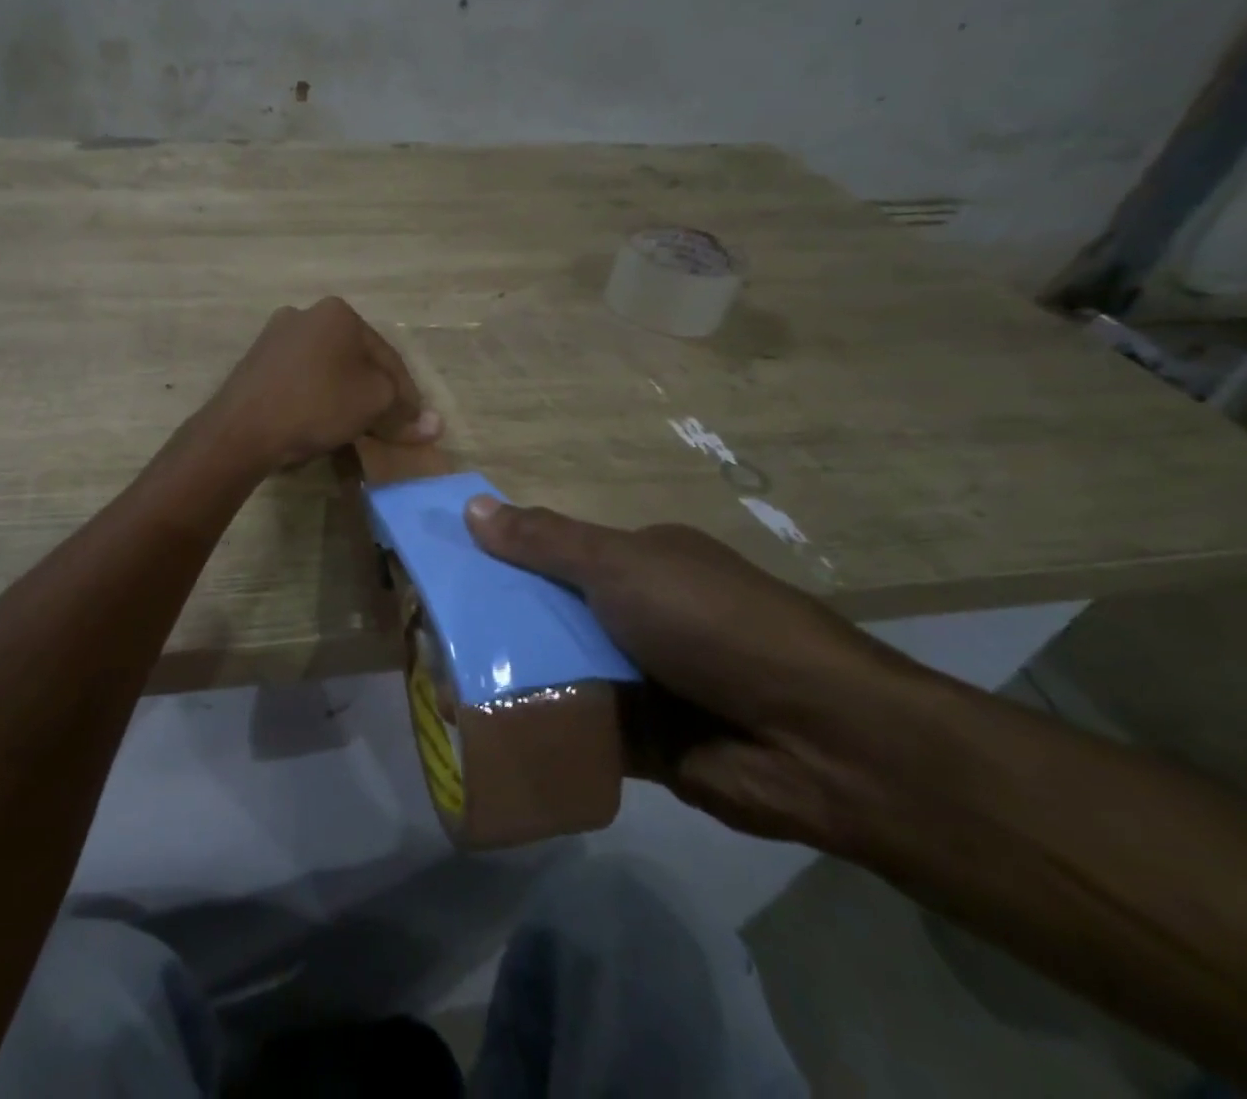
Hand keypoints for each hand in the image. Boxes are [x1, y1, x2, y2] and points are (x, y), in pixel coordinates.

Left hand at [208, 299, 440, 472]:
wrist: (242, 428)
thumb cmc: (316, 404)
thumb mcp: (373, 404)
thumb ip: (404, 411)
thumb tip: (436, 426)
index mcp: (338, 312)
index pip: (387, 357)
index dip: (407, 395)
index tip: (415, 425)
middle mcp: (305, 315)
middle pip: (356, 361)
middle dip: (375, 395)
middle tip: (388, 428)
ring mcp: (275, 338)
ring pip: (327, 371)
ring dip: (346, 398)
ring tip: (357, 430)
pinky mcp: (255, 364)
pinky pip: (301, 381)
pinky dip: (317, 400)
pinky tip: (322, 424)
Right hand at [464, 501, 930, 847]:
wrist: (818, 739)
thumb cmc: (711, 623)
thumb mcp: (622, 566)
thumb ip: (546, 541)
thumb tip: (473, 505)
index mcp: (640, 563)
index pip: (554, 554)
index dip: (501, 559)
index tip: (446, 573)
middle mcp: (638, 616)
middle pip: (550, 615)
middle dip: (497, 625)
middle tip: (429, 637)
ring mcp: (642, 679)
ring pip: (558, 672)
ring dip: (511, 678)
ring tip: (437, 687)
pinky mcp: (642, 741)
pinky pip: (575, 727)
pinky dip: (538, 727)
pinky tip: (480, 730)